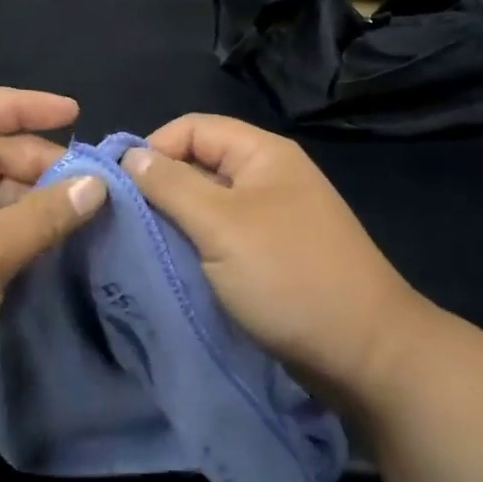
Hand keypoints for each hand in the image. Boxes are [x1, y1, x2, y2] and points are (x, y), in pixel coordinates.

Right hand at [122, 114, 432, 408]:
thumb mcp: (221, 225)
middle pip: (199, 164)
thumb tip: (130, 155)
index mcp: (262, 154)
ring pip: (207, 204)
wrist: (364, 352)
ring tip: (141, 248)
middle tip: (124, 224)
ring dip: (175, 222)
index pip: (192, 128)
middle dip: (159, 189)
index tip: (118, 190)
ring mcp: (272, 217)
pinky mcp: (272, 255)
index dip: (153, 149)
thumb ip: (171, 185)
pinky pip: (222, 236)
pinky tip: (173, 267)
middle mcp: (268, 176)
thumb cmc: (288, 276)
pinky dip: (196, 247)